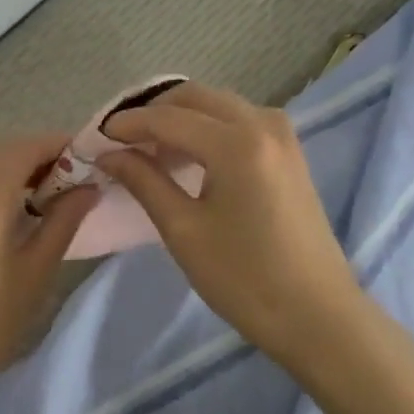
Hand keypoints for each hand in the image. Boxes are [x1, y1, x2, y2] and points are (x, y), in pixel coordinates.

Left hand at [0, 133, 98, 413]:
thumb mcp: (35, 274)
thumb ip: (63, 220)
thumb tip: (90, 186)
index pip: (27, 146)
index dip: (60, 146)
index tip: (87, 161)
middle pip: (1, 148)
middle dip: (37, 154)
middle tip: (69, 180)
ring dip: (10, 165)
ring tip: (40, 194)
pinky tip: (2, 209)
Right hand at [95, 83, 362, 360]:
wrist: (318, 316)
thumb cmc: (245, 279)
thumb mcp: (184, 230)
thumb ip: (144, 181)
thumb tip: (109, 153)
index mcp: (237, 142)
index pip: (168, 118)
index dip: (127, 124)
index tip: (95, 137)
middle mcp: (262, 123)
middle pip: (194, 97)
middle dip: (153, 112)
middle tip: (120, 141)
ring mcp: (281, 134)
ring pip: (217, 105)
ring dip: (180, 117)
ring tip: (148, 149)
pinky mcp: (289, 151)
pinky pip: (238, 120)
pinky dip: (207, 127)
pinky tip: (187, 154)